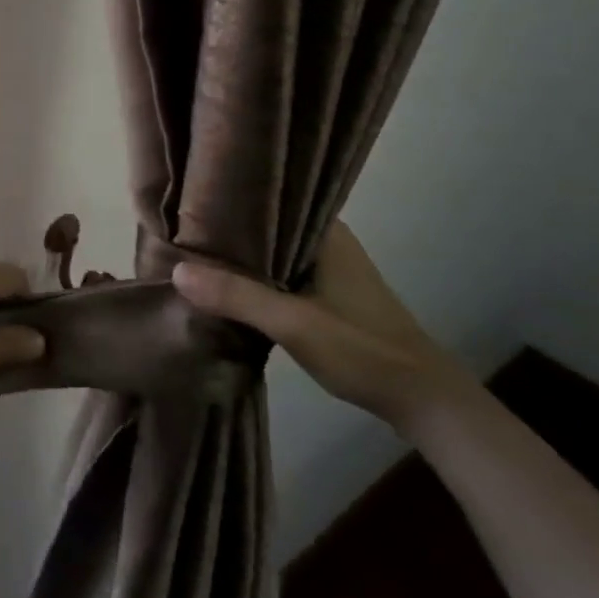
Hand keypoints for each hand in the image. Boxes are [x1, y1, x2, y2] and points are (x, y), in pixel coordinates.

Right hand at [171, 222, 469, 429]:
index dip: (227, 202)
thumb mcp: (293, 323)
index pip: (267, 200)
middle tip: (180, 229)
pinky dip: (255, 277)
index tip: (187, 204)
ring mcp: (328, 267)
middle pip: (265, 226)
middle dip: (228, 231)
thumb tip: (177, 271)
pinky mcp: (327, 293)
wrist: (421, 397)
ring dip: (241, 257)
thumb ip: (237, 296)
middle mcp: (326, 239)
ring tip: (193, 254)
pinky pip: (280, 273)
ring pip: (272, 252)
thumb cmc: (361, 347)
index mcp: (324, 231)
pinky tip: (226, 286)